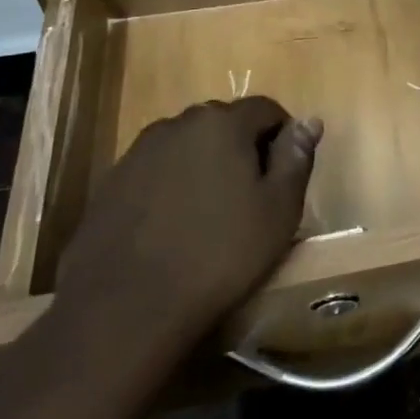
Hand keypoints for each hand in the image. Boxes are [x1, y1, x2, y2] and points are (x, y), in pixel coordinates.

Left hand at [52, 98, 321, 376]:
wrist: (125, 309)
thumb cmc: (219, 255)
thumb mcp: (278, 210)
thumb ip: (295, 158)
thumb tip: (309, 120)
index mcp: (222, 123)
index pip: (266, 109)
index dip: (282, 135)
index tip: (285, 174)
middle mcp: (177, 124)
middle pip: (223, 123)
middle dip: (241, 148)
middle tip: (251, 195)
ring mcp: (137, 153)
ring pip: (186, 147)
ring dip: (203, 166)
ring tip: (210, 213)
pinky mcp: (110, 185)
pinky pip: (154, 173)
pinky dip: (170, 187)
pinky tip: (172, 228)